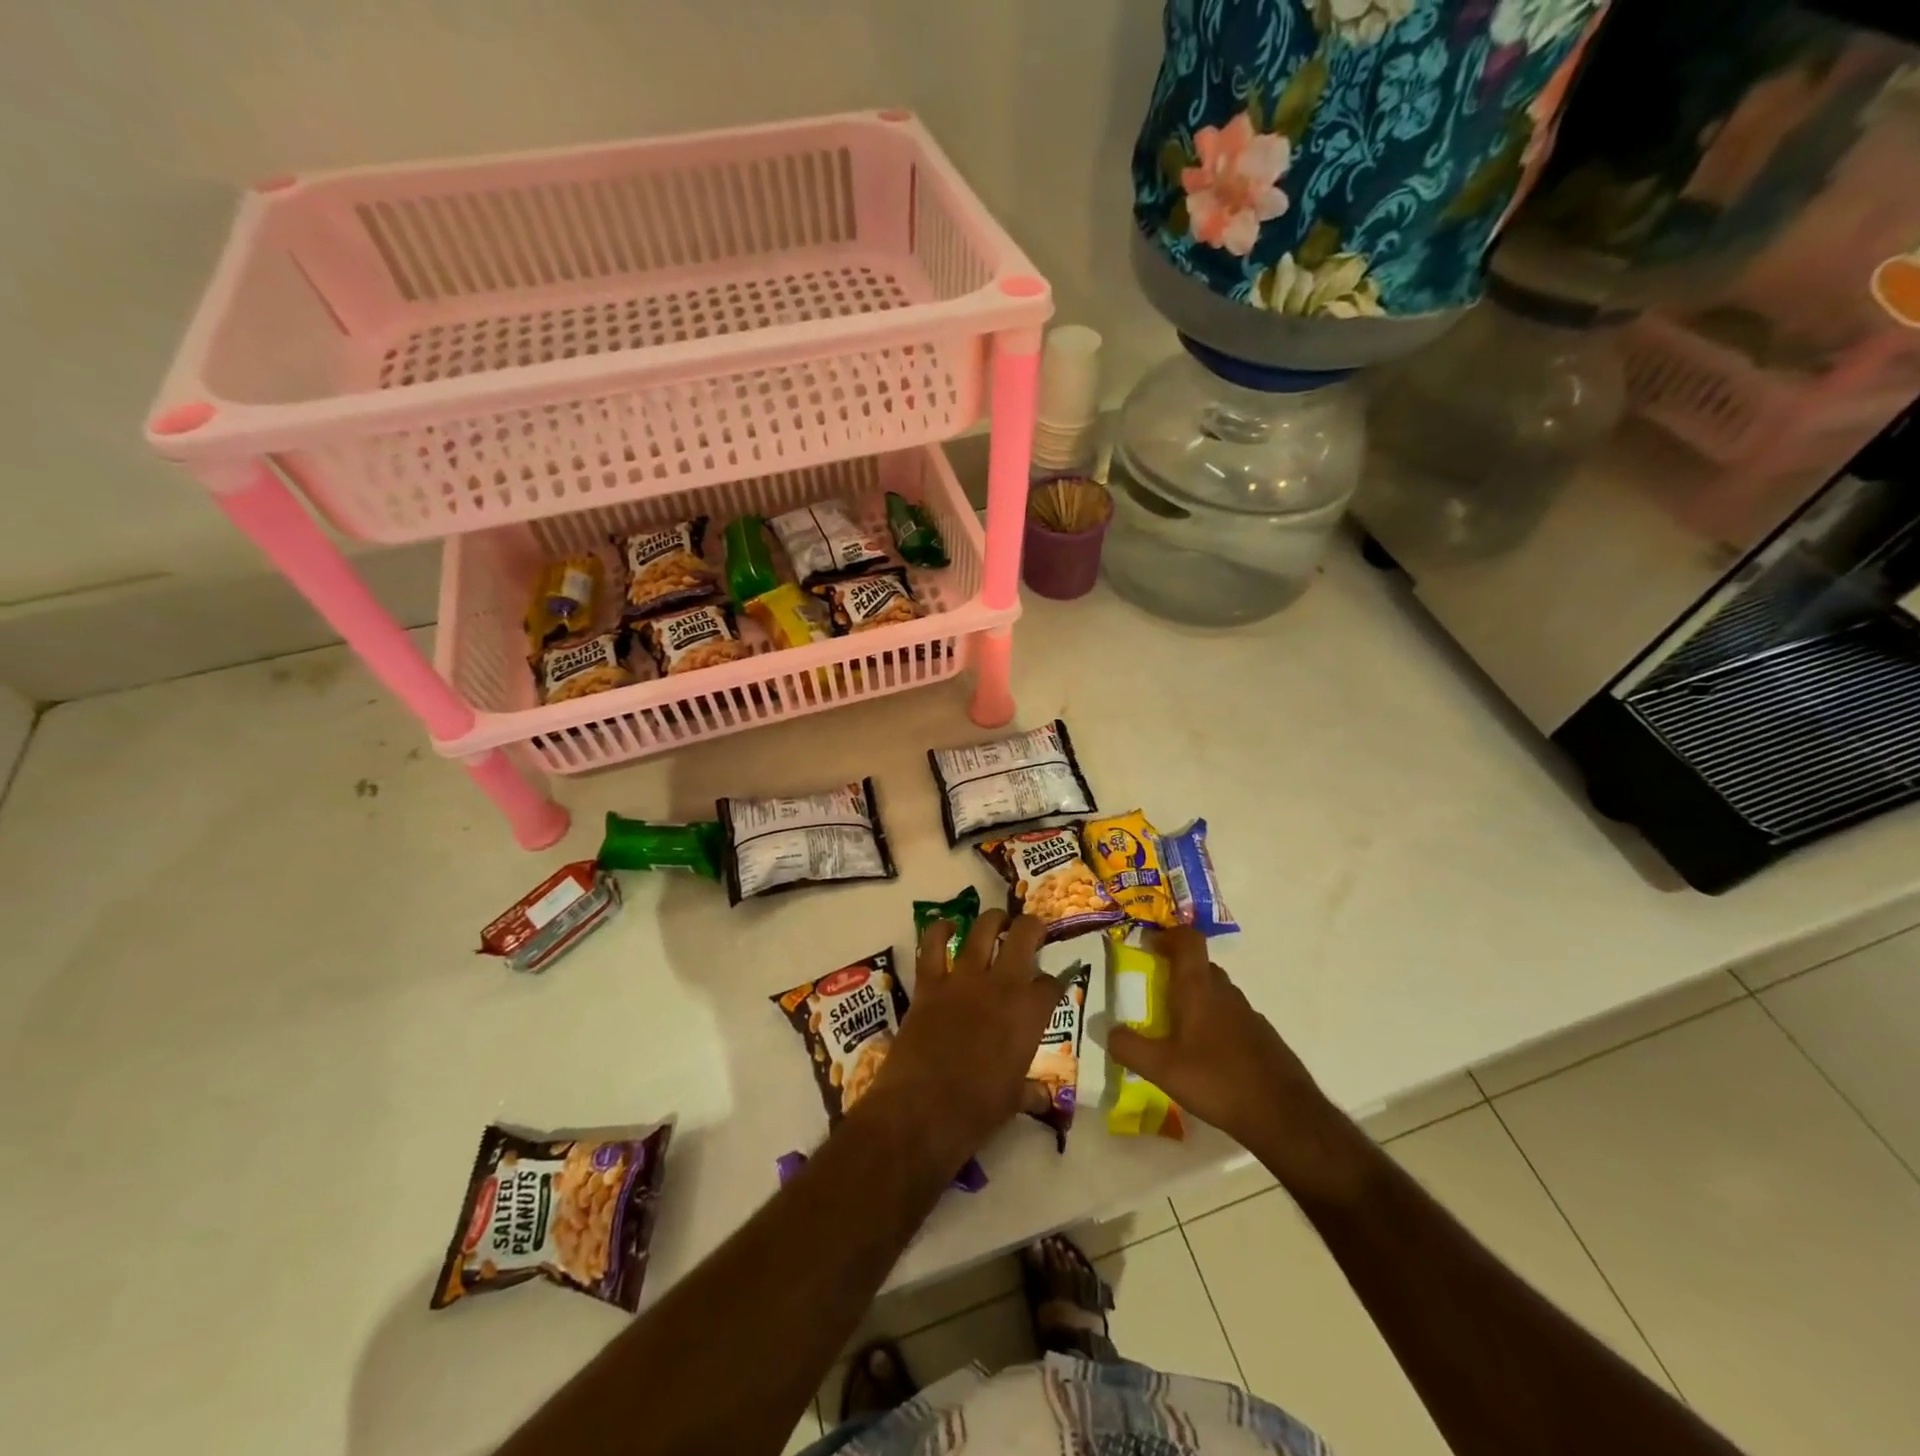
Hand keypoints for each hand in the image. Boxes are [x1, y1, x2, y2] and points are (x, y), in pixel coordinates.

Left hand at [854, 909, 1062, 1170]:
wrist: (920, 1111)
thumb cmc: (975, 1112)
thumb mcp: (1013, 1102)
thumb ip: (1030, 1091)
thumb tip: (1042, 1096)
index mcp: (1029, 1015)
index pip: (1052, 984)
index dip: (1055, 982)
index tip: (1052, 986)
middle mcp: (1001, 986)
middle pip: (1024, 936)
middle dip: (1032, 928)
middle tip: (1033, 930)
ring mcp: (963, 980)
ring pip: (982, 930)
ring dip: (993, 920)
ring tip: (998, 921)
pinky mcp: (929, 983)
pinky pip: (933, 945)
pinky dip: (939, 930)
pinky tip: (947, 926)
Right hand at [1107, 928, 1369, 1203]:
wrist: (1284, 1115)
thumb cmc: (1217, 1081)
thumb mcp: (1162, 1069)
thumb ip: (1129, 1047)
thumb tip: (1107, 1031)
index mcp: (1198, 989)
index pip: (1188, 940)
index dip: (1168, 935)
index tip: (1149, 946)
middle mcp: (1225, 992)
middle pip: (1200, 965)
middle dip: (1177, 969)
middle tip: (1154, 991)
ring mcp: (1248, 1014)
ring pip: (1217, 991)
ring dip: (1196, 997)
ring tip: (1177, 1027)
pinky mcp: (1262, 1037)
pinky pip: (1232, 1016)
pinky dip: (1215, 1022)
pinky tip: (1207, 1056)